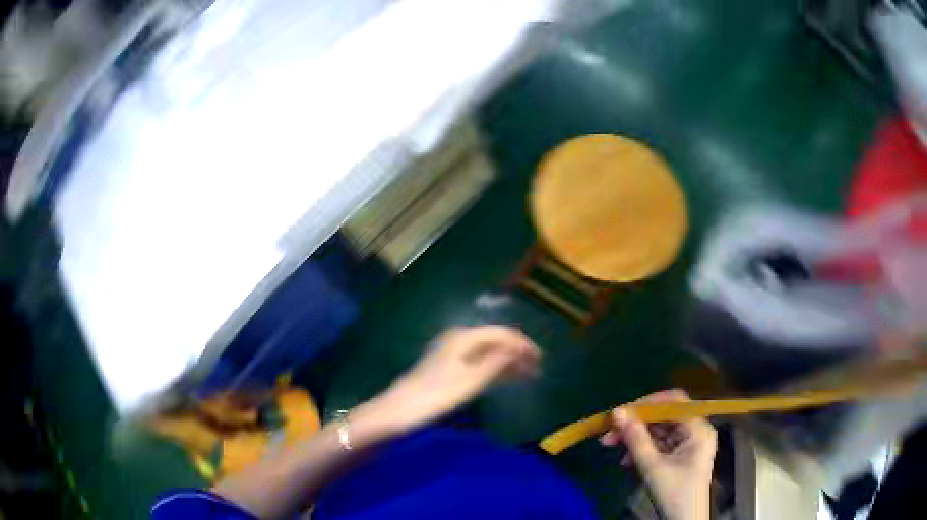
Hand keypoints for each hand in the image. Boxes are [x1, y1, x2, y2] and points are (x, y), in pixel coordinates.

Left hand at [375, 326, 540, 432]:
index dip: (522, 344)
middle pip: (494, 341)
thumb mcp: (471, 380)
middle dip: (516, 353)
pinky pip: (477, 362)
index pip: (501, 333)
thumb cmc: (437, 395)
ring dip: (506, 361)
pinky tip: (503, 378)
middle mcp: (457, 339)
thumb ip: (497, 362)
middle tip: (537, 369)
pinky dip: (493, 368)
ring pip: (486, 352)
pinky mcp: (447, 367)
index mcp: (464, 337)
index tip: (540, 359)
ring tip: (527, 375)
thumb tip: (519, 347)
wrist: (399, 410)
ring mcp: (451, 353)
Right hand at [601, 390, 716, 519]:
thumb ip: (636, 438)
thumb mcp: (652, 467)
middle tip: (609, 432)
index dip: (647, 403)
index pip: (674, 402)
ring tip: (611, 446)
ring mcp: (689, 443)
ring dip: (636, 437)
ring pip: (659, 430)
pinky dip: (642, 448)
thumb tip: (617, 412)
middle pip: (664, 416)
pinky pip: (660, 443)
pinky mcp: (680, 454)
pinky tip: (626, 460)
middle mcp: (696, 430)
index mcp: (698, 429)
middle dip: (636, 423)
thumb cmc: (674, 493)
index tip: (621, 412)